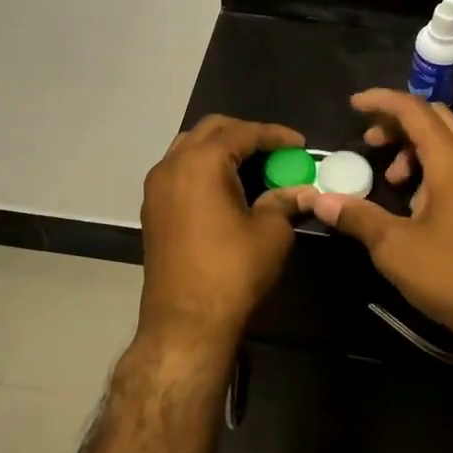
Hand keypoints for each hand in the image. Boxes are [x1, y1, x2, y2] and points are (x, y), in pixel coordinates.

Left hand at [138, 115, 313, 358]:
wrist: (185, 322)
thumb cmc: (232, 272)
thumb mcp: (271, 232)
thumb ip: (284, 200)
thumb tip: (300, 190)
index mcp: (202, 161)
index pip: (244, 132)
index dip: (275, 135)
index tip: (300, 144)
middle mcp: (173, 164)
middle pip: (212, 130)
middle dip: (246, 133)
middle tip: (275, 151)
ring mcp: (157, 186)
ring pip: (190, 147)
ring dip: (221, 148)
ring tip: (252, 165)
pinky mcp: (152, 208)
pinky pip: (179, 170)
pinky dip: (204, 167)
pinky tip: (226, 186)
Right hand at [308, 89, 452, 342]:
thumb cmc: (452, 274)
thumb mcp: (394, 247)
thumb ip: (356, 216)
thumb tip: (318, 200)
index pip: (413, 109)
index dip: (380, 101)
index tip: (353, 106)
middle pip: (435, 118)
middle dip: (399, 124)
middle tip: (371, 143)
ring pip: (452, 141)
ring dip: (417, 148)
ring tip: (393, 182)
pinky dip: (437, 166)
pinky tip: (421, 203)